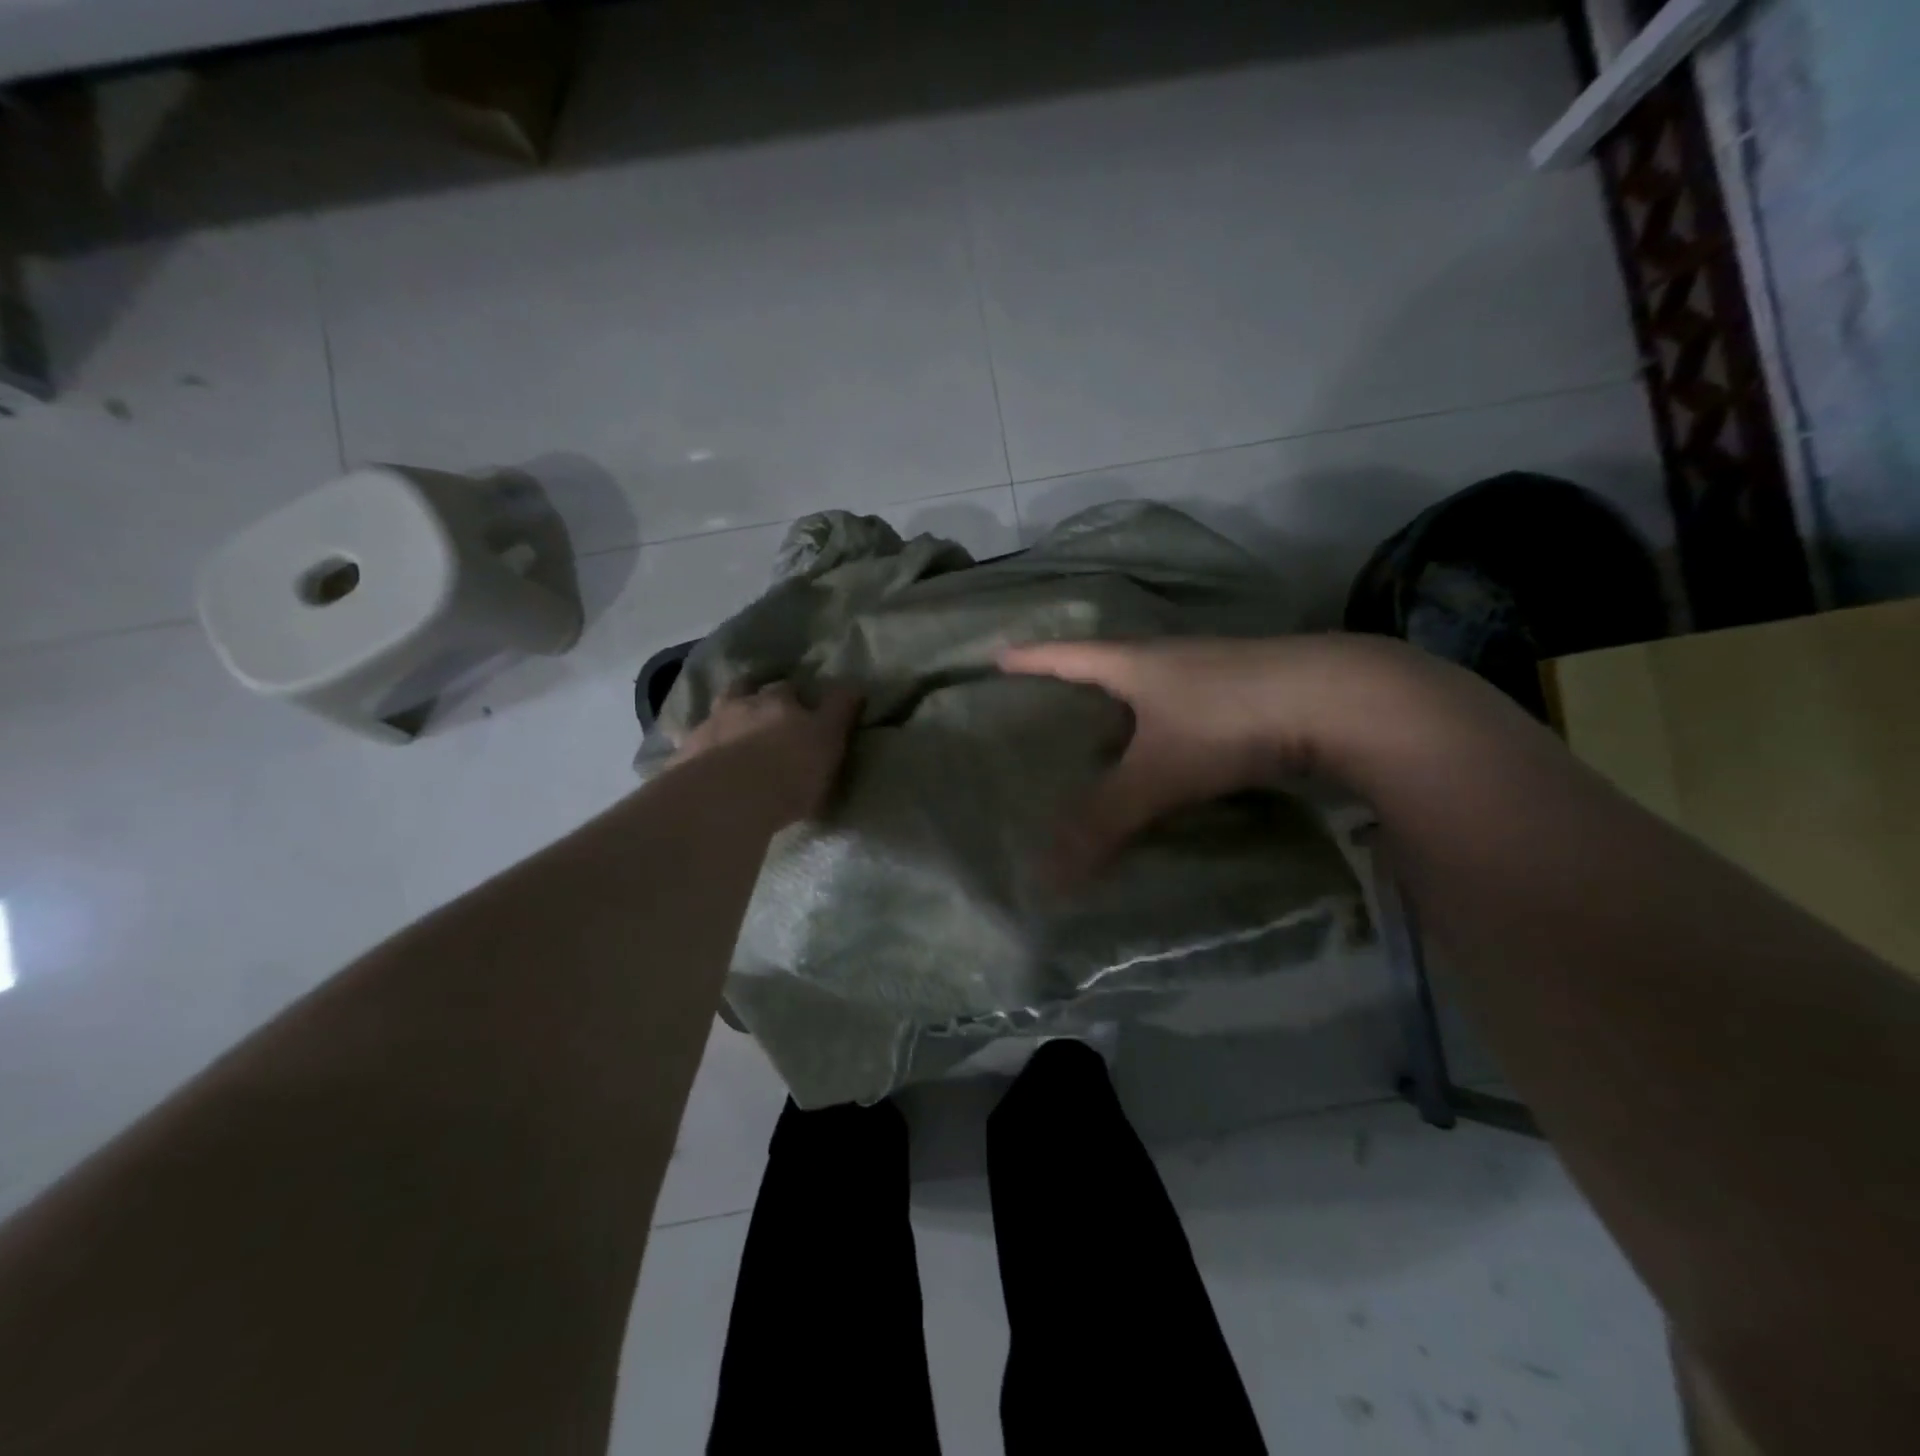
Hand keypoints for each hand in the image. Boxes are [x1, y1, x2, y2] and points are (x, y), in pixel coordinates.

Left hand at [670, 680, 862, 828]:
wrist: (724, 799)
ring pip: (718, 711)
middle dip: (756, 693)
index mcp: (780, 702)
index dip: (800, 693)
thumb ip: (840, 711)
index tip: (805, 702)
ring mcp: (708, 727)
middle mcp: (742, 705)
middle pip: (747, 688)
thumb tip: (855, 684)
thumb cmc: (788, 771)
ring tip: (733, 728)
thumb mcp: (829, 740)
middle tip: (765, 708)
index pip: (793, 688)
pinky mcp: (683, 755)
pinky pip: (693, 742)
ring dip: (727, 715)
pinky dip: (702, 745)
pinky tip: (706, 756)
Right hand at [1000, 635, 1428, 879]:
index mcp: (1135, 663)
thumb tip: (1047, 880)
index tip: (997, 658)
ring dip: (1124, 705)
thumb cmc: (1229, 721)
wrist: (1341, 700)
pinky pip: (1187, 708)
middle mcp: (1170, 658)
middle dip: (1074, 681)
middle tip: (1044, 706)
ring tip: (1099, 735)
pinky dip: (1165, 726)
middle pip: (1108, 664)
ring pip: (1152, 687)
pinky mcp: (1248, 693)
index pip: (1066, 655)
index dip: (1030, 659)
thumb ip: (1104, 823)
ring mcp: (1213, 672)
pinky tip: (1169, 751)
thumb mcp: (1158, 774)